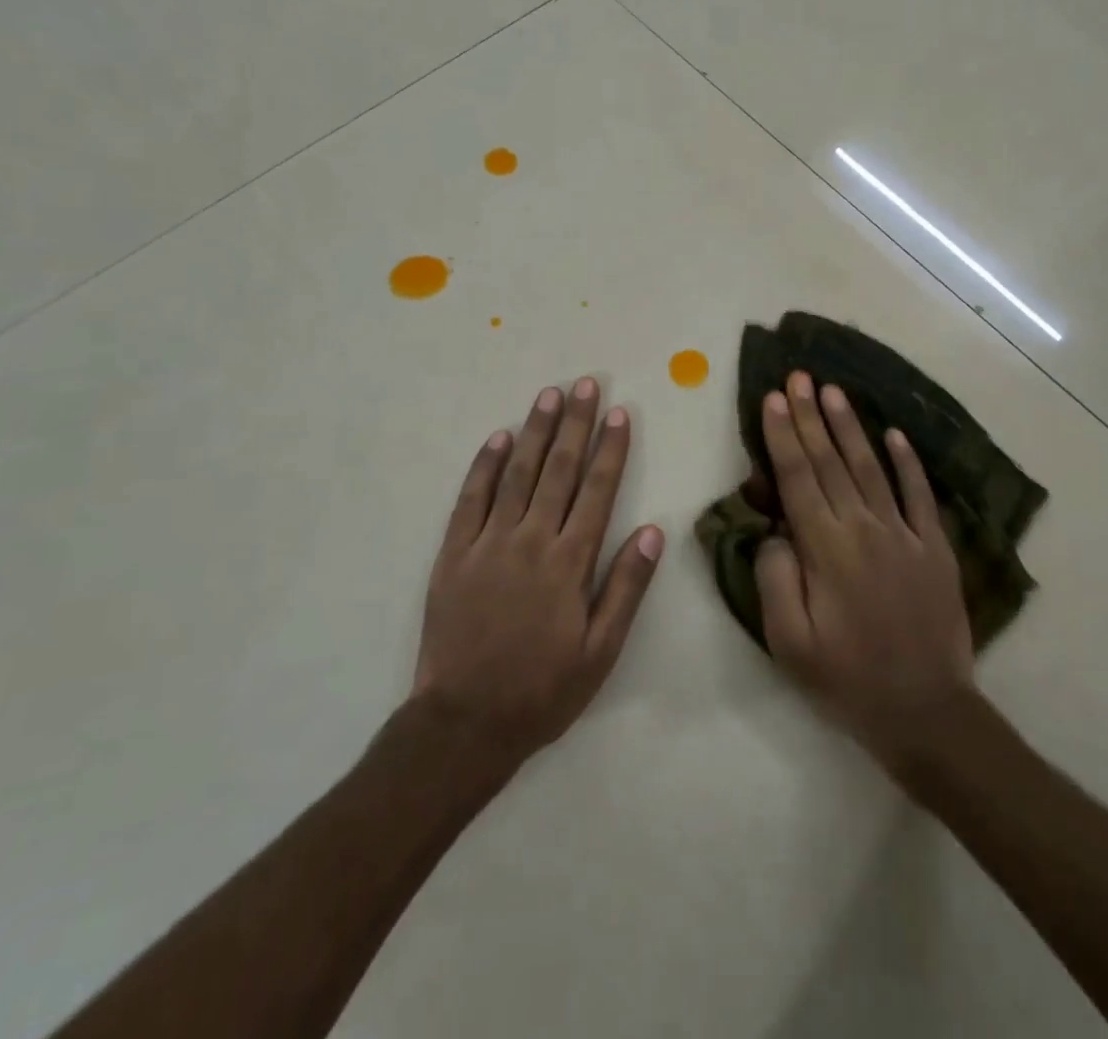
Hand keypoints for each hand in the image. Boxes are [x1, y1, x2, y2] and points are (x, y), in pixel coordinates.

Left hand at [412, 378, 663, 767]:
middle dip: (576, 424)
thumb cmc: (542, 690)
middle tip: (586, 385)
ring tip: (550, 395)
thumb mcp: (600, 652)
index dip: (611, 449)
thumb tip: (653, 531)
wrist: (465, 722)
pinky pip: (471, 499)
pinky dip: (484, 465)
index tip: (620, 413)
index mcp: (570, 563)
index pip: (597, 491)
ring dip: (536, 431)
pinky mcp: (454, 553)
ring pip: (517, 473)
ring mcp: (489, 543)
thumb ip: (626, 588)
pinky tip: (498, 437)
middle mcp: (532, 540)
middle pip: (559, 470)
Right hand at [755, 370, 977, 768]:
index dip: (783, 435)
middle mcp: (864, 528)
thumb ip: (775, 578)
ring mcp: (904, 534)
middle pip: (830, 461)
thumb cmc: (847, 679)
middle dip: (810, 416)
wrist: (927, 711)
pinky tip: (895, 434)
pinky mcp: (935, 548)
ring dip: (850, 426)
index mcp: (825, 549)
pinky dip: (908, 463)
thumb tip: (776, 530)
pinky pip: (920, 495)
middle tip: (799, 376)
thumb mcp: (789, 642)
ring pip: (871, 467)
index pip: (797, 477)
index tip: (773, 398)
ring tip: (834, 391)